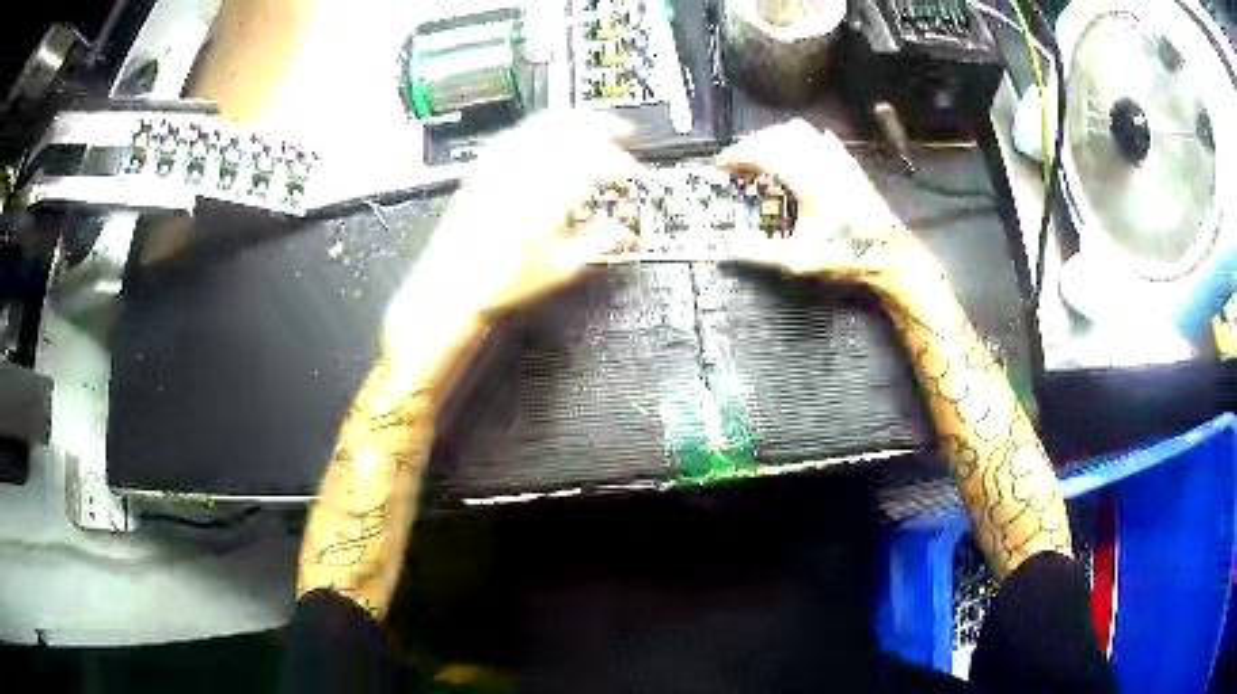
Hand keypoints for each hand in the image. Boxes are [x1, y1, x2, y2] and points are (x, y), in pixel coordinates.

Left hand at [393, 111, 636, 320]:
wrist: (452, 286)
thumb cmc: (499, 283)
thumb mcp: (558, 270)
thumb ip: (595, 243)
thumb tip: (616, 228)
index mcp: (547, 198)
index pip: (593, 161)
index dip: (619, 160)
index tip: (631, 167)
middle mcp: (522, 175)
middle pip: (568, 131)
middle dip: (600, 125)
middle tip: (620, 130)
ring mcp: (499, 169)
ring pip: (540, 126)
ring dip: (571, 120)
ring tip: (588, 122)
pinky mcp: (481, 171)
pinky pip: (513, 135)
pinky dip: (536, 128)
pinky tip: (542, 131)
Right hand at [716, 119, 936, 294]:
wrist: (889, 255)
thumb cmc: (847, 255)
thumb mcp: (799, 260)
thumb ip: (760, 253)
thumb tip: (728, 250)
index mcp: (807, 181)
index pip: (764, 152)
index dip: (738, 153)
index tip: (722, 163)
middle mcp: (822, 162)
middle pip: (779, 135)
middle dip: (753, 142)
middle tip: (739, 159)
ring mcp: (838, 160)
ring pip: (800, 131)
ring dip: (776, 137)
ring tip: (763, 153)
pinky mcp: (849, 164)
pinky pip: (822, 138)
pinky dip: (802, 139)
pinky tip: (798, 151)